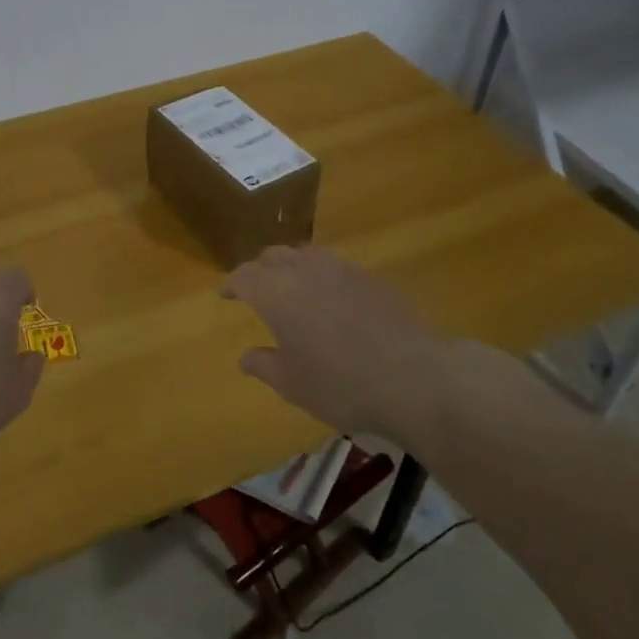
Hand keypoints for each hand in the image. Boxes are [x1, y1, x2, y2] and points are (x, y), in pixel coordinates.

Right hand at [220, 246, 461, 438]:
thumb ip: (264, 365)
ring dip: (293, 266)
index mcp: (275, 293)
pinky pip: (336, 266)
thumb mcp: (292, 385)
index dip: (232, 284)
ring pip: (306, 254)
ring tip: (294, 287)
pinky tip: (333, 300)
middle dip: (260, 269)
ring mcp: (341, 268)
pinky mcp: (371, 276)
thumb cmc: (340, 384)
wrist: (413, 377)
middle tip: (257, 289)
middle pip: (273, 256)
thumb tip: (246, 357)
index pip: (243, 276)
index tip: (226, 294)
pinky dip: (324, 276)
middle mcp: (304, 270)